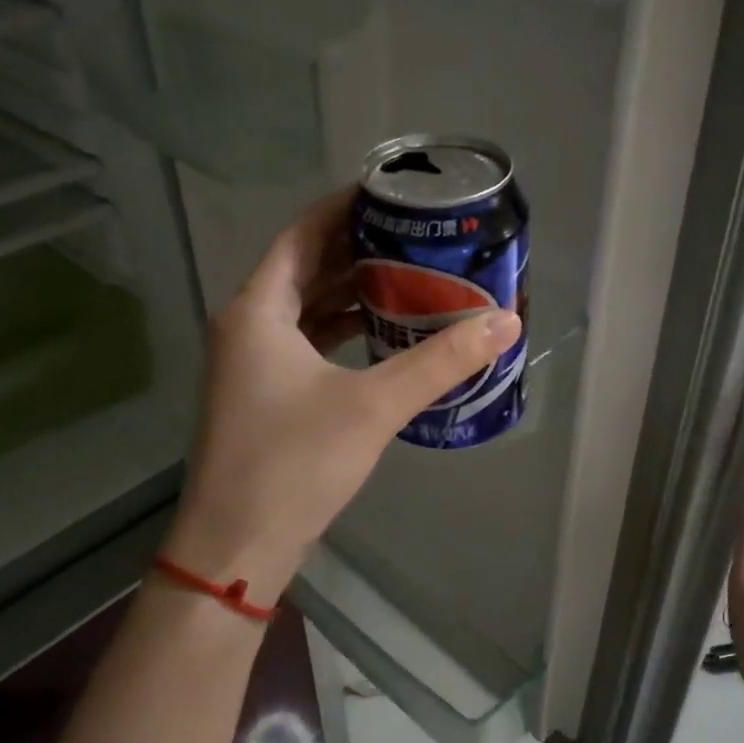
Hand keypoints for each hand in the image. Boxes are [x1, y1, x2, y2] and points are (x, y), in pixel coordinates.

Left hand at [160, 188, 521, 604]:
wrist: (237, 550)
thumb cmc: (295, 464)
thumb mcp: (374, 405)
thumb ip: (441, 361)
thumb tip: (506, 322)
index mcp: (258, 311)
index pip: (302, 234)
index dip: (343, 207)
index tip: (391, 193)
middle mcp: (247, 326)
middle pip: (305, 267)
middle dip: (357, 248)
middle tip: (414, 233)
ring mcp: (252, 364)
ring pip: (306, 307)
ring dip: (352, 290)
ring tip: (409, 274)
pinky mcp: (266, 395)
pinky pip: (307, 341)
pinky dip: (343, 329)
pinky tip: (384, 332)